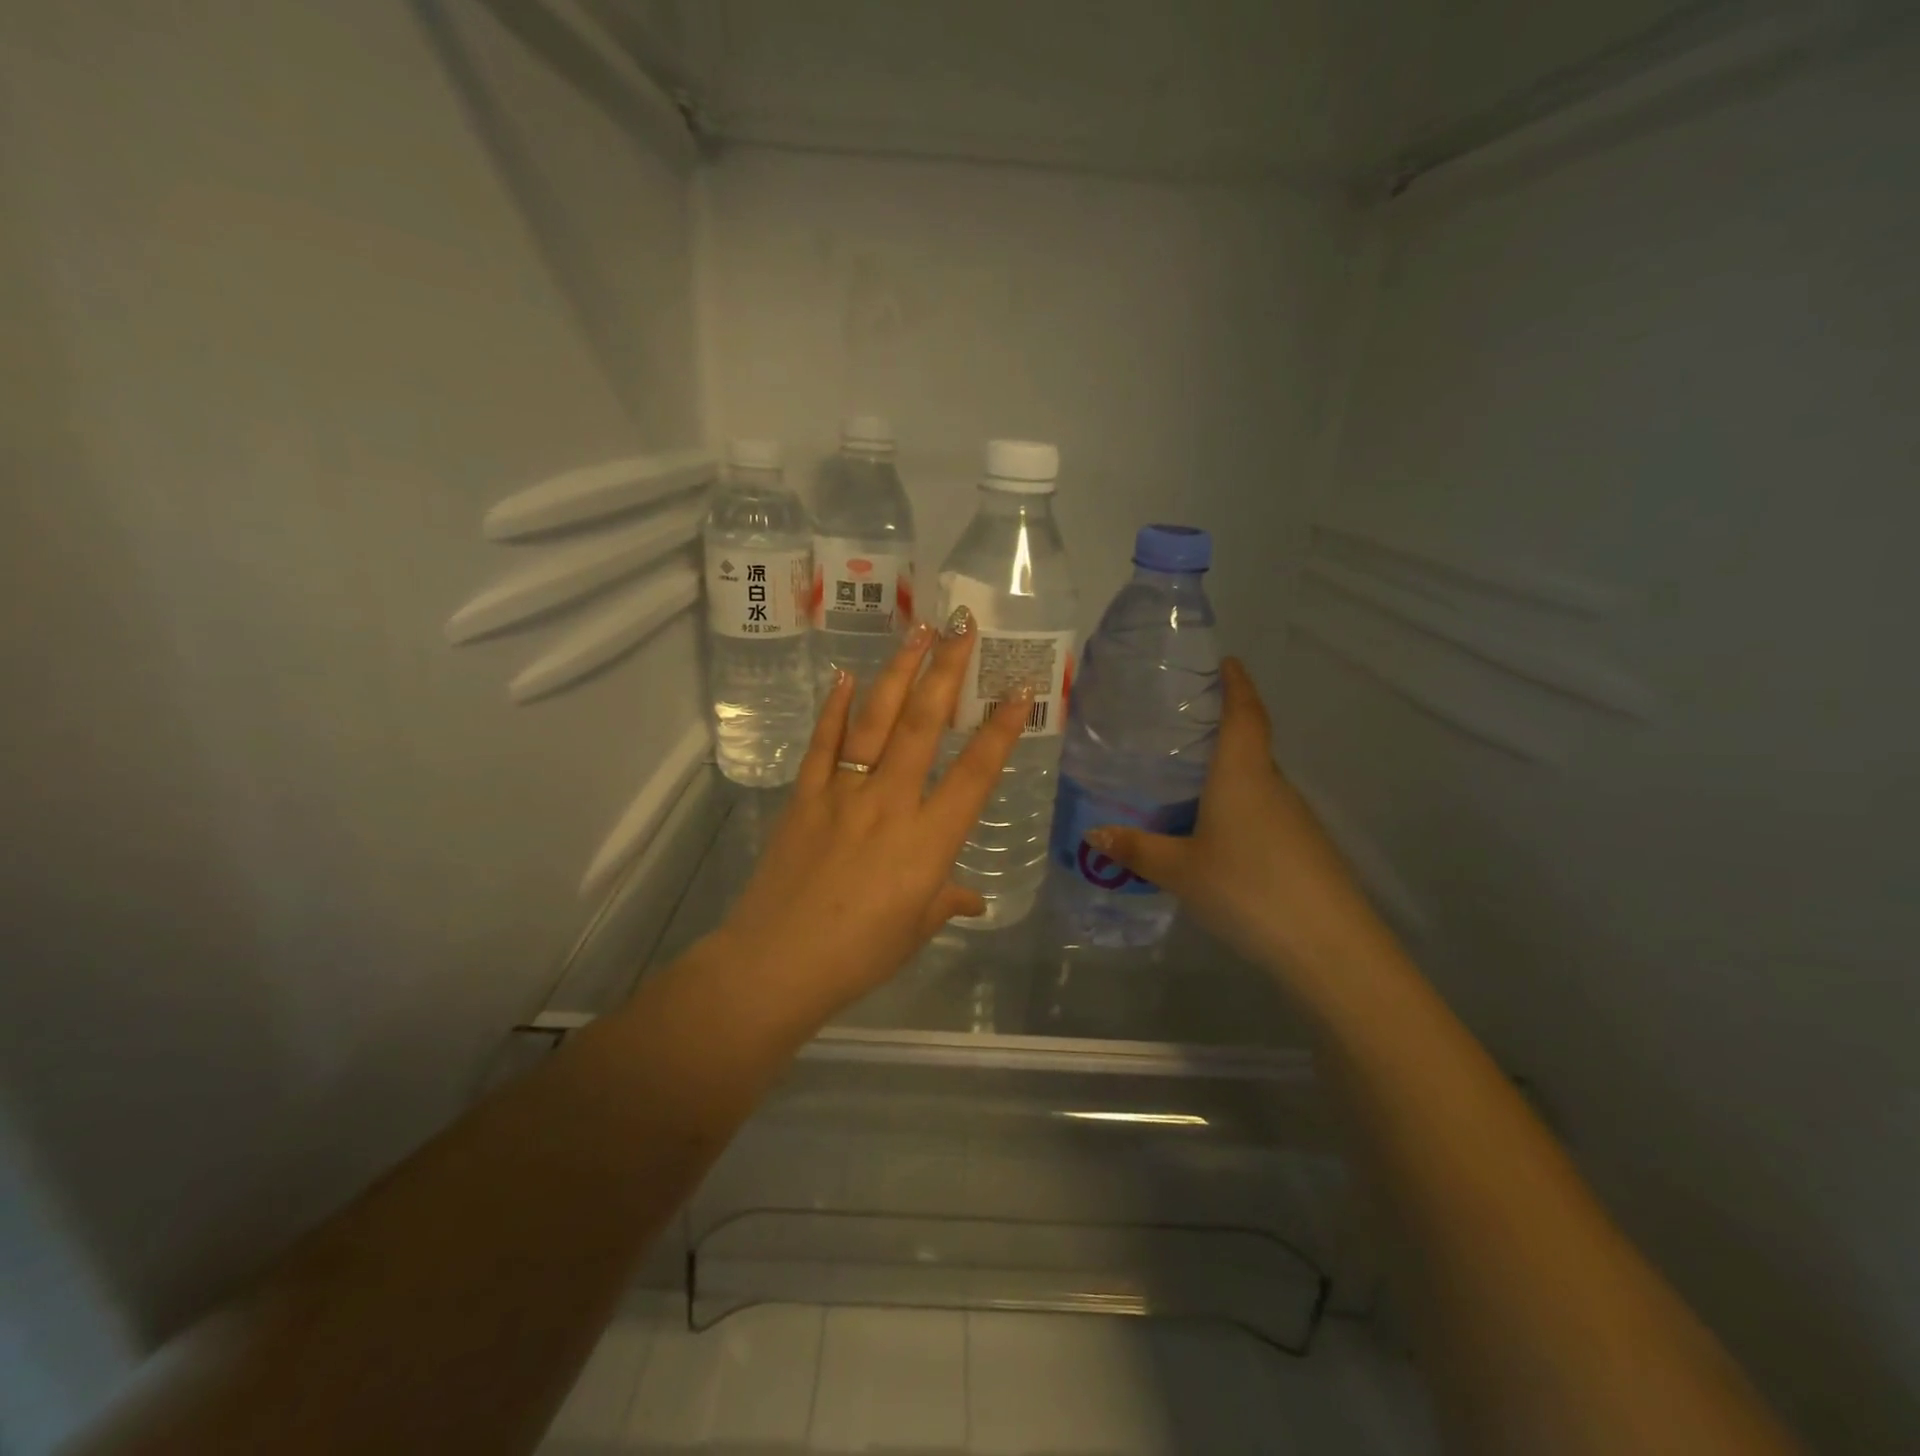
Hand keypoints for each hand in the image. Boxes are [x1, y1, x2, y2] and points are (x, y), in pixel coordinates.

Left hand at [710, 610, 1030, 1019]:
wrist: (776, 964)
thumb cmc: (858, 955)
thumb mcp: (914, 931)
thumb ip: (946, 902)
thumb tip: (973, 899)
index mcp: (928, 841)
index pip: (975, 775)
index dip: (1000, 731)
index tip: (1018, 691)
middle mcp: (890, 804)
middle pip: (923, 726)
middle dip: (946, 672)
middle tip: (963, 628)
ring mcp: (843, 794)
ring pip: (875, 721)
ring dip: (898, 672)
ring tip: (917, 631)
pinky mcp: (804, 797)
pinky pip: (823, 744)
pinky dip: (835, 708)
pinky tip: (846, 675)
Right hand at [1086, 658, 1387, 993]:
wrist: (1328, 946)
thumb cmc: (1247, 888)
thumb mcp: (1179, 869)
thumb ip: (1136, 849)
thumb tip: (1093, 833)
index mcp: (1243, 774)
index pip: (1244, 713)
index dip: (1236, 683)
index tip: (1225, 661)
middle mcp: (1273, 785)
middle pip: (1249, 745)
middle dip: (1220, 731)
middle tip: (1177, 732)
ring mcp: (1295, 818)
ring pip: (1256, 783)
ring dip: (1227, 776)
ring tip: (1185, 785)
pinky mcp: (1305, 848)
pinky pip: (1264, 813)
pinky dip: (1238, 810)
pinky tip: (1215, 836)